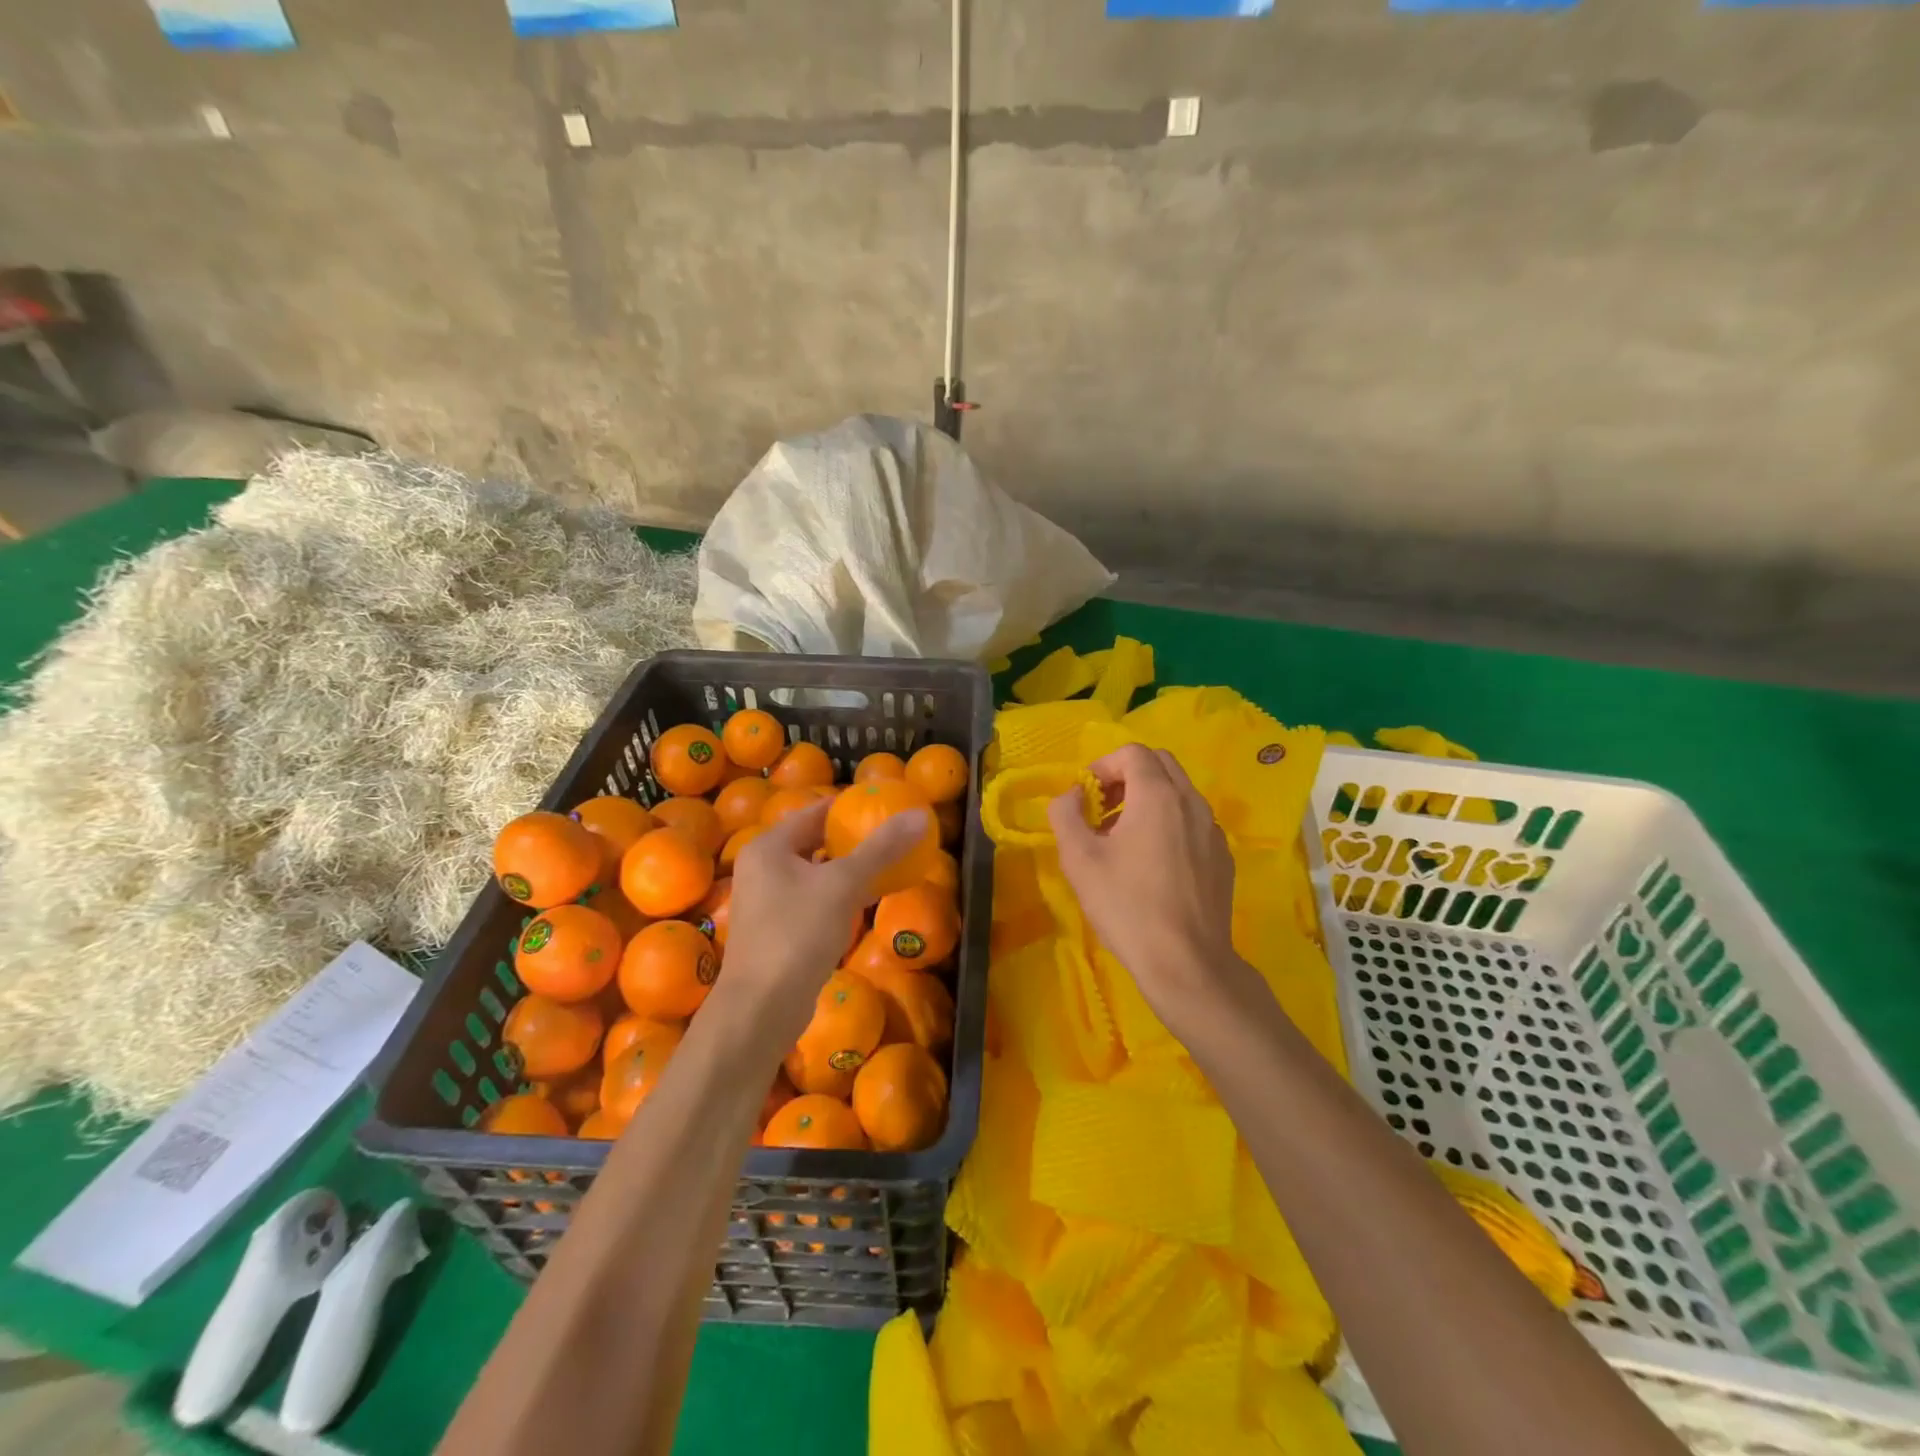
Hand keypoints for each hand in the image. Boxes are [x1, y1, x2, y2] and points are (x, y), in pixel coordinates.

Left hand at [720, 797, 929, 1036]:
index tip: (886, 805)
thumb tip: (921, 815)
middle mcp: (763, 868)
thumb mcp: (844, 885)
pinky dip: (840, 895)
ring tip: (888, 862)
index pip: (814, 811)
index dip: (850, 806)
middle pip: (815, 841)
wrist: (762, 1009)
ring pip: (816, 873)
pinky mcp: (778, 931)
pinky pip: (815, 900)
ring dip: (849, 868)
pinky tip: (869, 899)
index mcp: (769, 847)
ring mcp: (768, 902)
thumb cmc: (797, 935)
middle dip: (852, 838)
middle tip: (892, 833)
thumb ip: (882, 849)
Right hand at [1047, 744, 1247, 1026]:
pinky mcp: (1222, 858)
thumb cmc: (1127, 905)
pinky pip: (1193, 822)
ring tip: (1123, 839)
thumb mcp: (1079, 859)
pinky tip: (1152, 865)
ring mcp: (1213, 830)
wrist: (1186, 963)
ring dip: (1148, 800)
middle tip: (1103, 809)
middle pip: (1160, 764)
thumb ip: (1066, 814)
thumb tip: (1070, 796)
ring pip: (1179, 793)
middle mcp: (1192, 802)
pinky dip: (1169, 824)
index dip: (1103, 766)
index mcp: (1158, 795)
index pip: (1132, 753)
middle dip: (1127, 777)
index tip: (1086, 797)